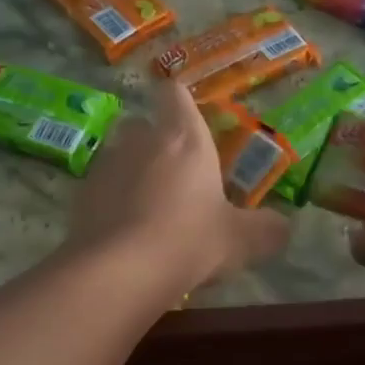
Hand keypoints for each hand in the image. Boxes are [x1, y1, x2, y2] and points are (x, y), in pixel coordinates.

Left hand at [68, 78, 289, 291]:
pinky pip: (100, 188)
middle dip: (155, 141)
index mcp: (184, 138)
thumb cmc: (189, 240)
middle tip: (174, 172)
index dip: (179, 100)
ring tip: (147, 206)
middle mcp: (140, 140)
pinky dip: (111, 200)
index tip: (186, 114)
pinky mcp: (81, 195)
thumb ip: (266, 230)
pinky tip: (123, 230)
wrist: (119, 270)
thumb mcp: (240, 240)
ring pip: (118, 155)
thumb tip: (283, 227)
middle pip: (143, 124)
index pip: (175, 94)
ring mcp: (106, 165)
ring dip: (131, 171)